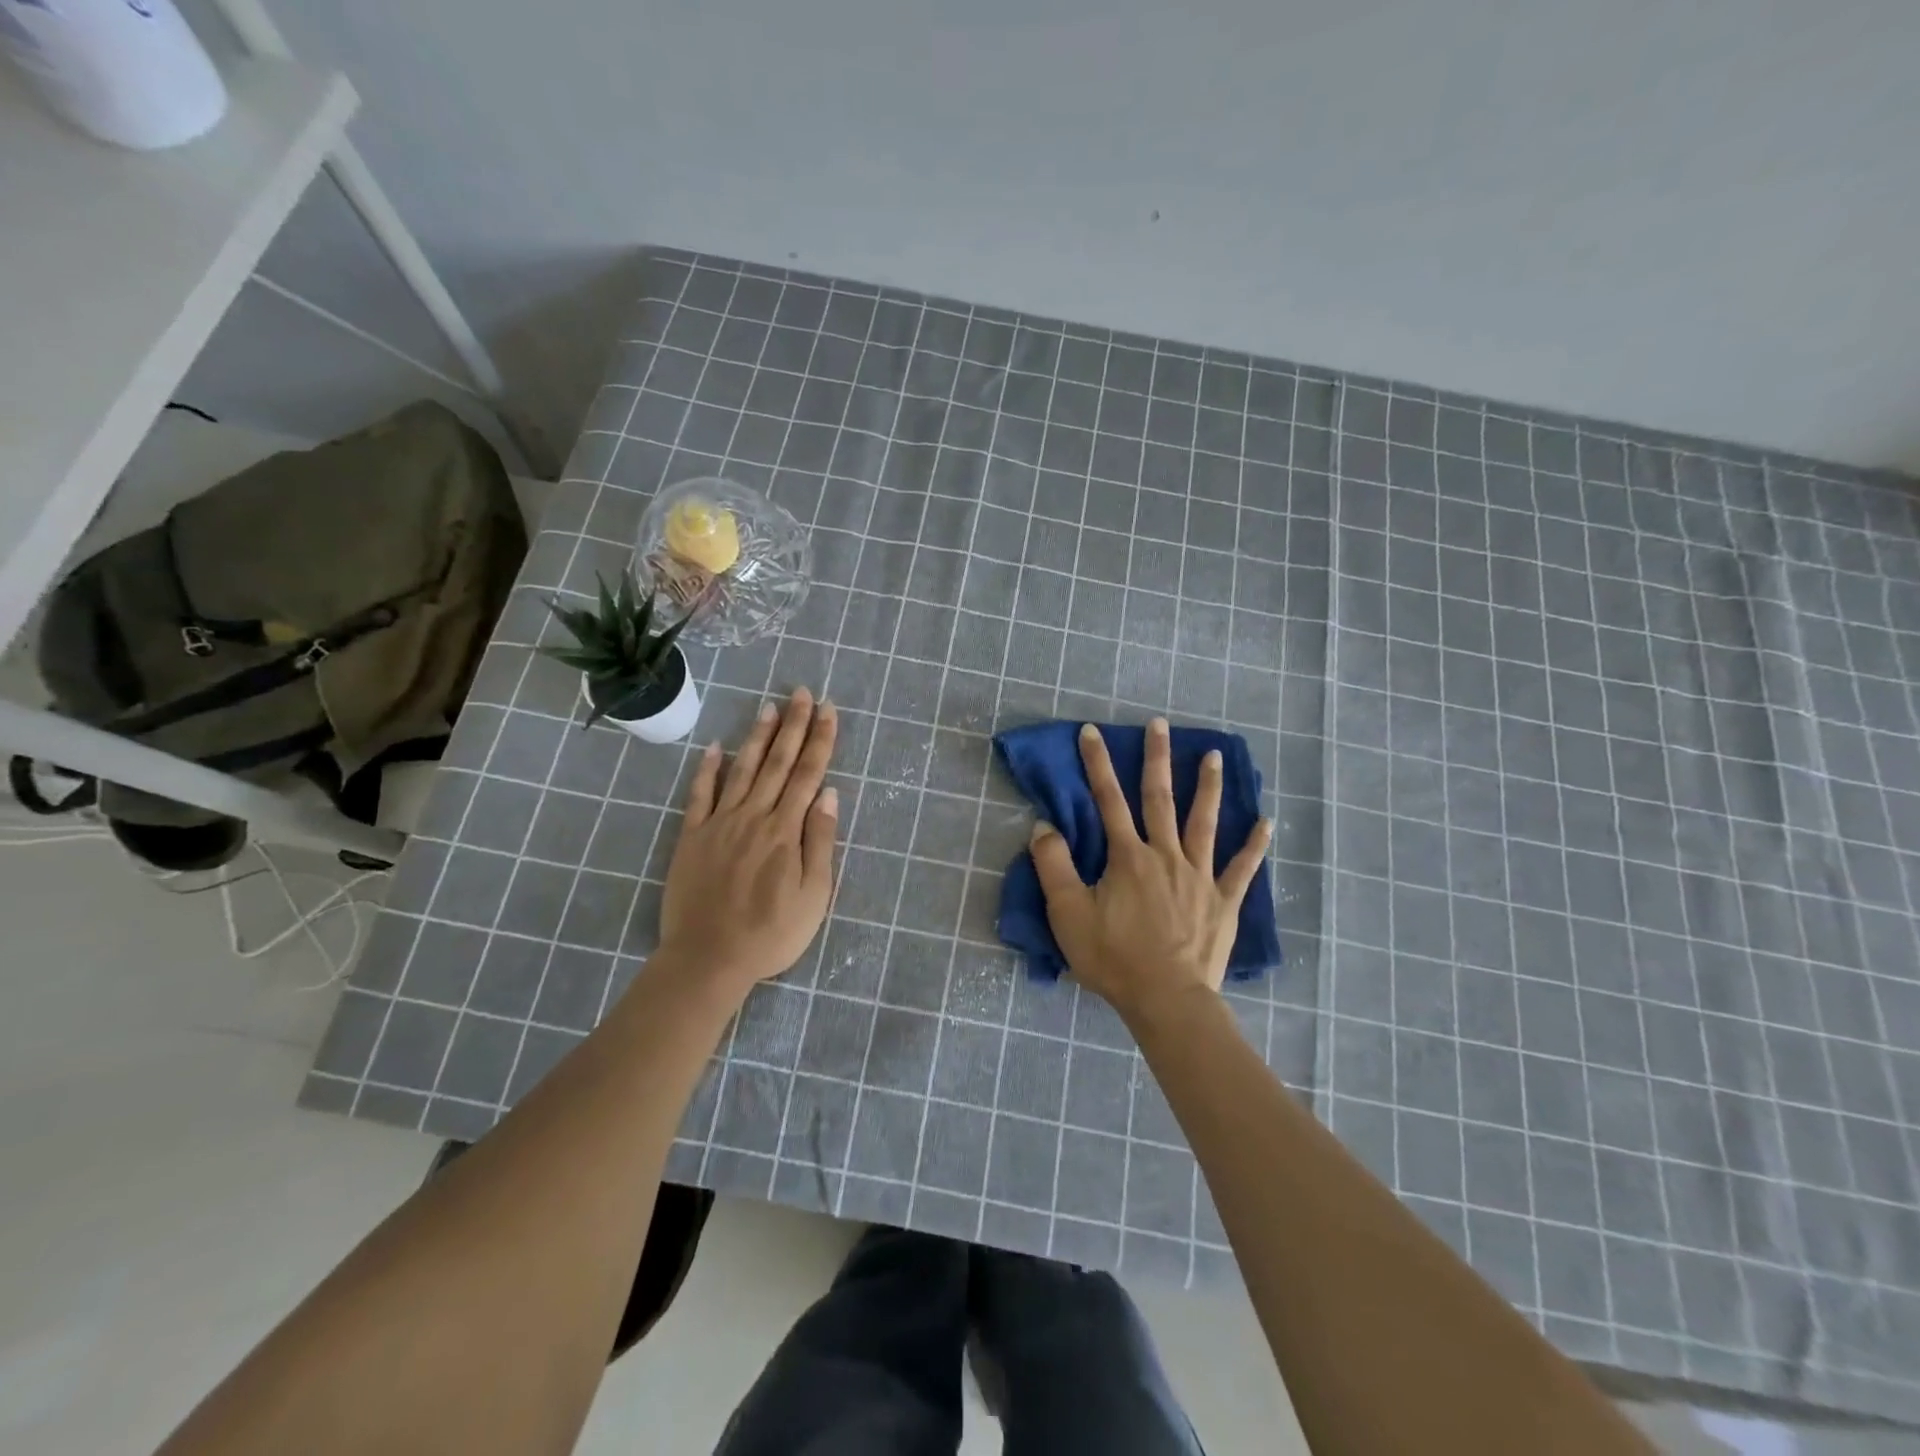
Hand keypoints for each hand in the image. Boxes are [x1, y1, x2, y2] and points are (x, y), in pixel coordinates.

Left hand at [658, 687, 837, 993]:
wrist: (708, 958)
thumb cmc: (771, 933)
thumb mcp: (814, 895)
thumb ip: (820, 841)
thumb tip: (828, 794)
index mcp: (786, 830)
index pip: (808, 774)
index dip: (820, 739)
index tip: (828, 710)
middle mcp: (754, 816)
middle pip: (778, 762)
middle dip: (793, 725)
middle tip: (801, 692)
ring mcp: (719, 824)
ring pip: (742, 770)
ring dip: (757, 737)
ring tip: (768, 706)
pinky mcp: (692, 837)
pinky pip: (700, 795)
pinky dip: (707, 769)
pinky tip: (715, 748)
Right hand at [1030, 718, 1269, 1026]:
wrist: (1167, 1000)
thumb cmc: (1113, 958)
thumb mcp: (1068, 914)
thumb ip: (1053, 866)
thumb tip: (1044, 826)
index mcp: (1127, 857)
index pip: (1107, 800)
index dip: (1097, 764)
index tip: (1091, 732)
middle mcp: (1165, 855)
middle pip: (1159, 799)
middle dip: (1156, 758)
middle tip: (1159, 724)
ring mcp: (1199, 877)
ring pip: (1204, 822)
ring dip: (1208, 786)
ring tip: (1214, 755)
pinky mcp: (1223, 902)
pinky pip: (1243, 868)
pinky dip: (1255, 845)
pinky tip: (1266, 821)